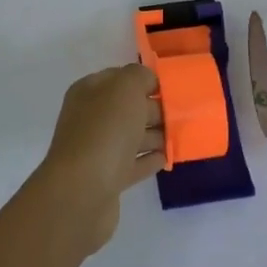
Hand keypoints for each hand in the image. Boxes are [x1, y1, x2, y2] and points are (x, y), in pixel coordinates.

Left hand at [30, 65, 166, 254]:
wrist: (83, 191)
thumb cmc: (105, 131)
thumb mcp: (125, 89)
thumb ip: (139, 76)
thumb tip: (148, 81)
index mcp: (89, 92)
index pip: (119, 78)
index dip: (145, 80)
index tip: (173, 88)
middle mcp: (90, 118)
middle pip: (127, 109)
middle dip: (154, 109)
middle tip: (184, 114)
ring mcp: (97, 150)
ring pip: (131, 136)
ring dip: (155, 135)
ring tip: (181, 135)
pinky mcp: (107, 179)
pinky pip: (133, 164)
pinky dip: (149, 160)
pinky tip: (167, 158)